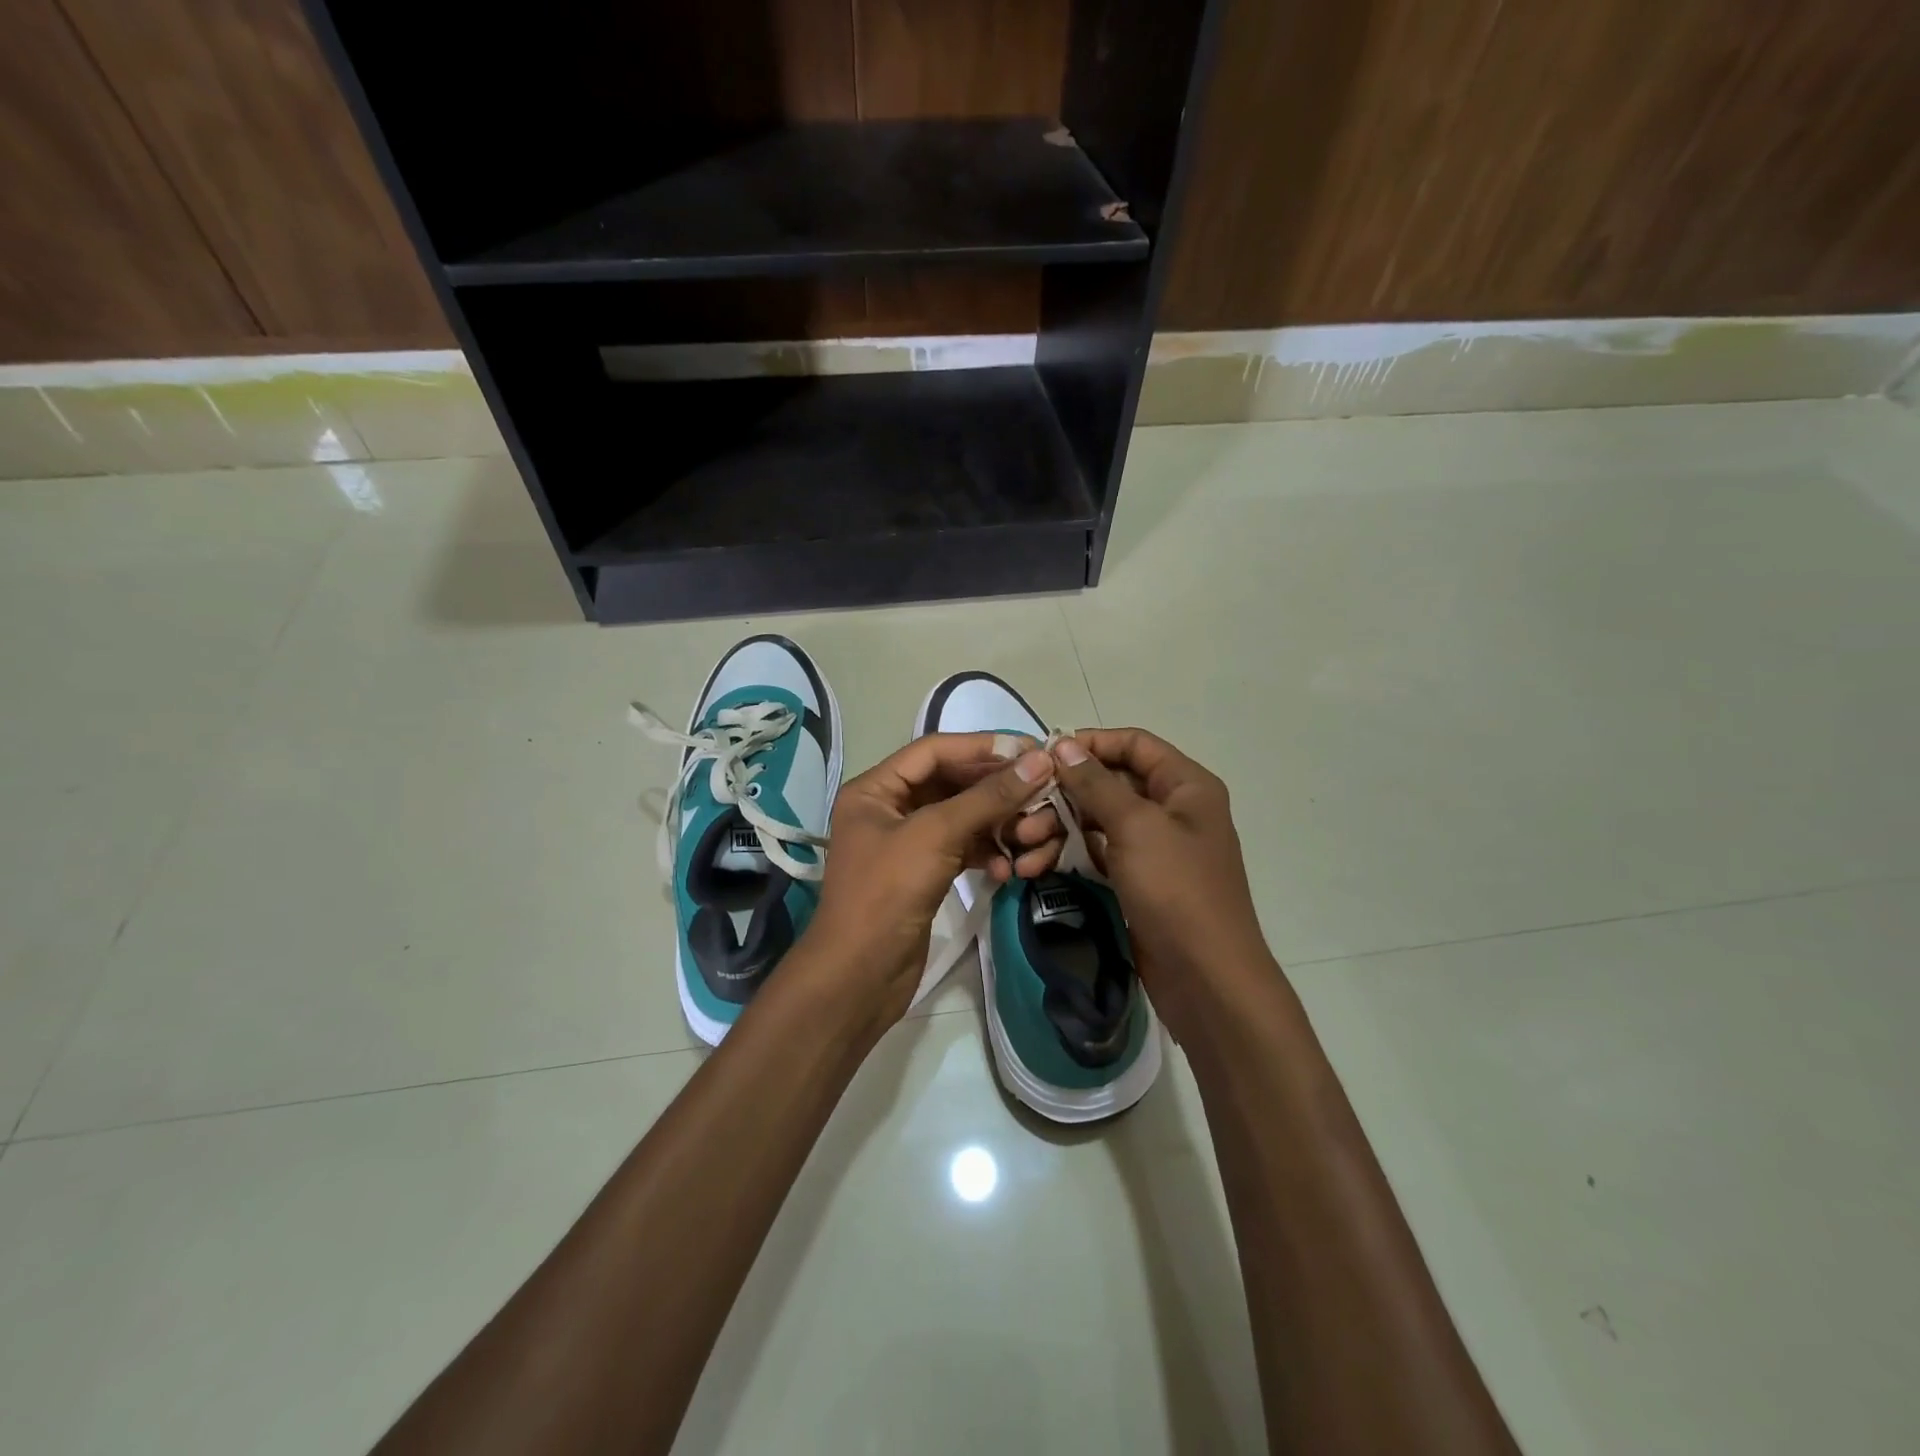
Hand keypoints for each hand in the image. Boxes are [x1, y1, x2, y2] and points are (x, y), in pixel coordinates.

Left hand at [798, 733, 1061, 1024]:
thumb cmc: (888, 892)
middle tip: (1043, 791)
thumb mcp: (937, 835)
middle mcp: (889, 808)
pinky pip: (963, 849)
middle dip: (996, 790)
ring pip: (963, 818)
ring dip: (998, 824)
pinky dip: (987, 854)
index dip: (983, 747)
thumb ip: (988, 796)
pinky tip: (1008, 870)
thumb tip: (1039, 759)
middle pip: (953, 783)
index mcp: (876, 788)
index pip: (935, 750)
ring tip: (1031, 836)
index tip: (1031, 750)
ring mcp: (907, 843)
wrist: (860, 976)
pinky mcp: (924, 874)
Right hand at [1050, 729, 1274, 1041]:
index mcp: (1185, 785)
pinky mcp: (1137, 879)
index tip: (1044, 756)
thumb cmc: (1177, 889)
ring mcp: (1154, 847)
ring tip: (1021, 847)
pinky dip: (1067, 855)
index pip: (1134, 744)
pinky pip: (1097, 853)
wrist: (1206, 977)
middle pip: (1109, 783)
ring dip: (1056, 829)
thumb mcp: (1135, 827)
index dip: (1090, 744)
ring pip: (1097, 821)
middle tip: (1022, 813)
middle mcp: (1172, 809)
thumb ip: (1096, 783)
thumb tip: (1064, 744)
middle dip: (1062, 795)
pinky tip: (1033, 868)